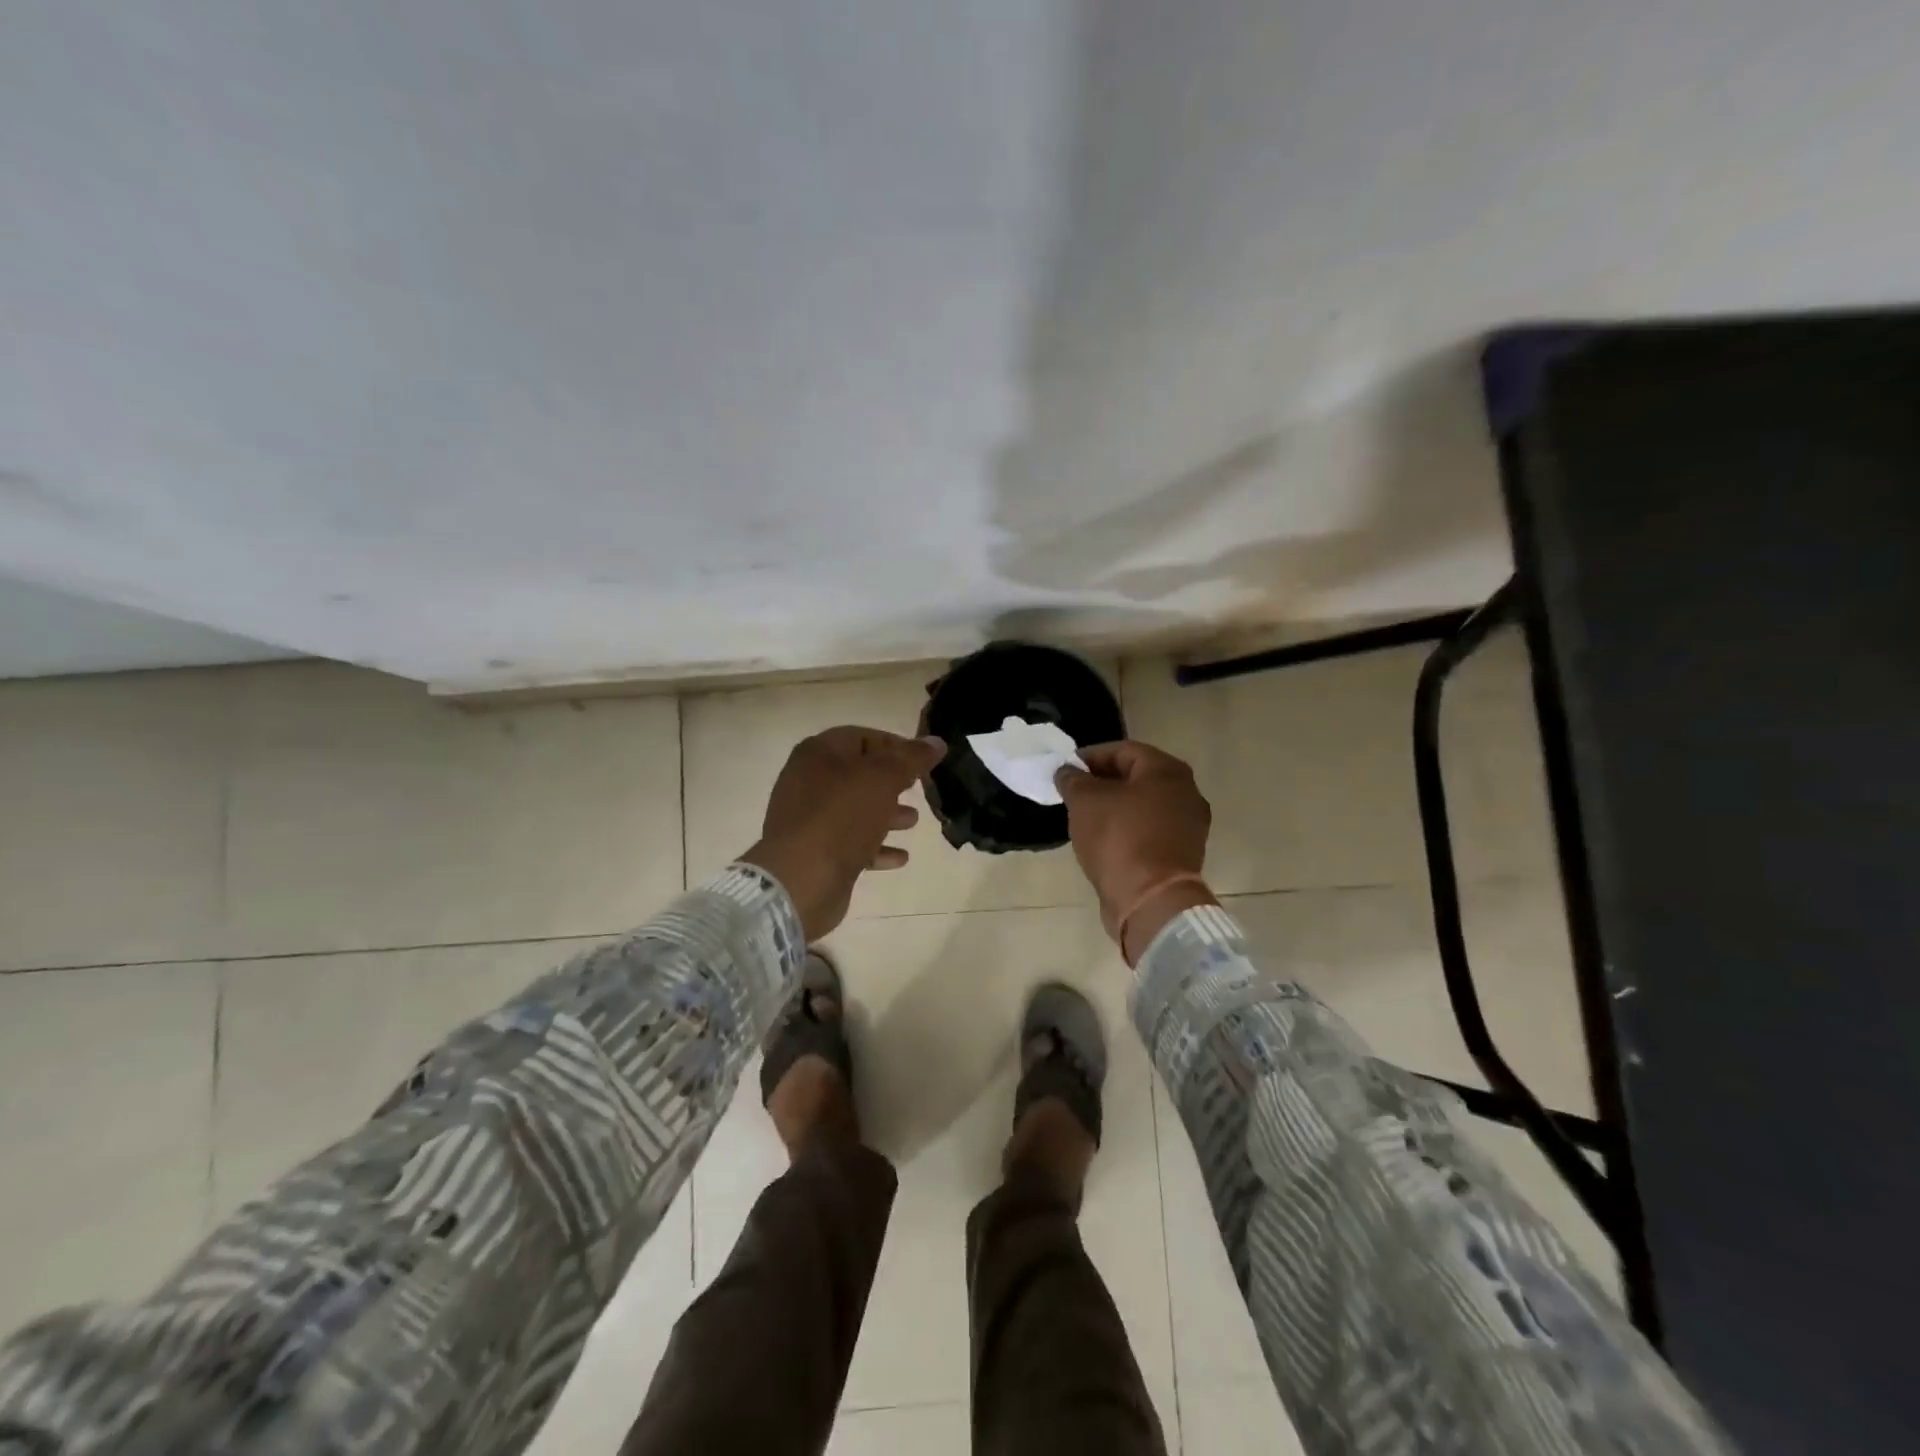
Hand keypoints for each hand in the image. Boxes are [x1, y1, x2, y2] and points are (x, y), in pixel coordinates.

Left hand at [741, 726, 945, 940]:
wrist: (801, 879)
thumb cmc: (842, 816)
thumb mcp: (883, 779)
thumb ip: (912, 758)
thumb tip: (936, 741)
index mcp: (819, 753)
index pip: (863, 737)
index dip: (896, 745)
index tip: (924, 760)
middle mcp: (809, 780)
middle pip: (859, 773)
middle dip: (892, 781)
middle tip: (920, 788)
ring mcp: (809, 818)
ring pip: (856, 809)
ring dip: (886, 814)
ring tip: (914, 821)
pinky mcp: (814, 851)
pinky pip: (850, 842)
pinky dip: (876, 846)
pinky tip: (900, 857)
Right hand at [1056, 740, 1214, 959]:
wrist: (1151, 901)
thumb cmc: (1119, 839)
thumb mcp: (1085, 801)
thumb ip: (1072, 779)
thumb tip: (1066, 771)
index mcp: (1167, 770)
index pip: (1123, 750)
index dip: (1090, 756)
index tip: (1066, 769)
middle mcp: (1187, 792)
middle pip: (1137, 777)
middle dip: (1103, 781)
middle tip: (1074, 792)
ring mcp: (1189, 826)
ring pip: (1144, 805)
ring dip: (1115, 807)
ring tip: (1085, 816)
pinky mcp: (1183, 854)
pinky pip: (1150, 831)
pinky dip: (1128, 829)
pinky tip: (1104, 839)